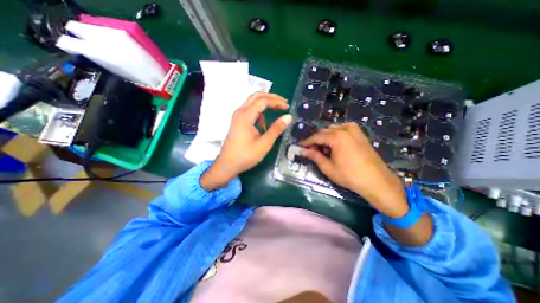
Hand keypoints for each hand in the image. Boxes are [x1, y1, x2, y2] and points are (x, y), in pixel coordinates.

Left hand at [198, 93, 291, 191]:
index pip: (263, 100)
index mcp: (246, 115)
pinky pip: (249, 110)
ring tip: (277, 110)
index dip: (277, 101)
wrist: (227, 164)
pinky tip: (264, 123)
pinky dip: (259, 112)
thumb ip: (276, 129)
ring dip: (265, 103)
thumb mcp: (264, 143)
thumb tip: (288, 117)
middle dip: (271, 98)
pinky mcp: (237, 121)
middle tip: (283, 103)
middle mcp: (240, 112)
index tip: (287, 106)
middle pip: (257, 96)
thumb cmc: (246, 155)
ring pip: (253, 102)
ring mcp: (237, 116)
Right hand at [299, 122, 409, 218]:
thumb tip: (302, 151)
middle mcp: (345, 129)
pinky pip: (344, 129)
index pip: (316, 137)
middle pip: (324, 131)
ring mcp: (354, 130)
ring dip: (326, 136)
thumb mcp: (328, 167)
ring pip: (334, 129)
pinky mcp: (360, 134)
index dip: (307, 142)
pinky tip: (336, 142)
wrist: (376, 181)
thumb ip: (314, 156)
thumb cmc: (349, 175)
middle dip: (316, 140)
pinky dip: (337, 133)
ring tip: (323, 148)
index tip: (300, 146)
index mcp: (336, 137)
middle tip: (311, 150)